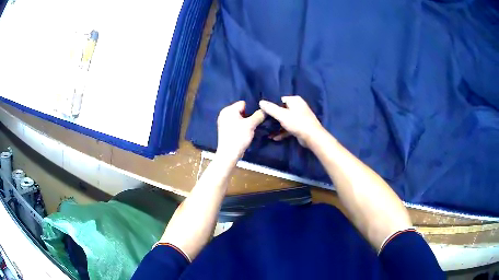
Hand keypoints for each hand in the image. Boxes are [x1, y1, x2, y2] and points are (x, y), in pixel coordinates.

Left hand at [216, 101, 264, 161]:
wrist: (228, 154)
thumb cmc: (238, 137)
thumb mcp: (251, 125)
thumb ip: (259, 115)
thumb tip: (266, 109)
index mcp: (228, 110)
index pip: (244, 103)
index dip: (252, 109)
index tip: (259, 115)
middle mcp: (224, 114)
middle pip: (242, 110)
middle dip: (250, 115)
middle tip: (257, 122)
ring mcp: (224, 122)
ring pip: (240, 118)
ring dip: (247, 122)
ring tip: (253, 128)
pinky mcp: (226, 130)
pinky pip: (236, 124)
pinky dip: (242, 127)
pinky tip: (247, 132)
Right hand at [259, 96, 324, 146]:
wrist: (312, 137)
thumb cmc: (297, 123)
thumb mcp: (282, 115)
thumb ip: (271, 108)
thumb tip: (261, 102)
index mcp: (295, 100)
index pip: (280, 100)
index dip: (271, 106)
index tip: (264, 112)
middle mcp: (298, 107)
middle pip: (282, 110)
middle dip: (273, 117)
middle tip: (264, 122)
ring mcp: (300, 117)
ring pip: (285, 120)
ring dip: (277, 126)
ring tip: (268, 132)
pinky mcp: (300, 126)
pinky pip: (289, 127)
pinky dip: (283, 132)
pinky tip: (275, 138)